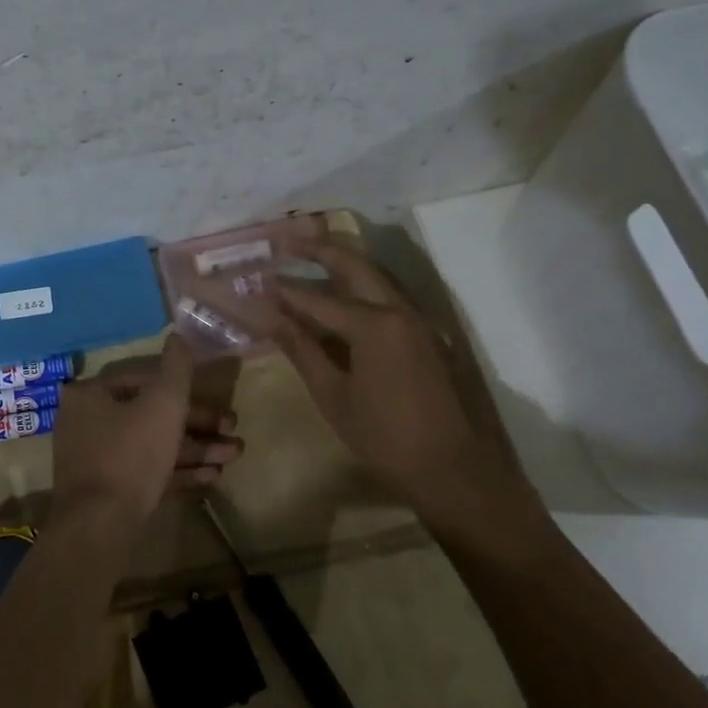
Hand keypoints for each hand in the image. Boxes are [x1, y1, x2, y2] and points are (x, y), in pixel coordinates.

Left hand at [49, 335, 243, 532]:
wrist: (99, 529)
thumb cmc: (131, 454)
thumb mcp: (164, 403)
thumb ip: (177, 368)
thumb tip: (179, 335)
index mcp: (92, 395)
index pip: (145, 381)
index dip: (186, 391)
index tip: (218, 403)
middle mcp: (87, 423)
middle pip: (151, 415)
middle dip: (198, 425)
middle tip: (233, 433)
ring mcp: (96, 460)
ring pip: (154, 445)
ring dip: (196, 449)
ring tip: (234, 456)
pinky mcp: (108, 492)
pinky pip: (147, 472)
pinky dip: (178, 471)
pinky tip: (213, 476)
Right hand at [260, 240, 544, 546]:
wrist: (450, 467)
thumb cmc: (383, 435)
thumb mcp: (333, 394)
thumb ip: (301, 348)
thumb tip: (270, 316)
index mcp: (373, 324)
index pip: (317, 298)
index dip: (285, 290)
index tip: (257, 279)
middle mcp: (397, 310)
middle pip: (354, 265)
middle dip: (319, 249)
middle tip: (287, 240)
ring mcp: (415, 319)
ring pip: (374, 275)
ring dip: (342, 261)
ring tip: (310, 254)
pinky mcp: (422, 333)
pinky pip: (386, 295)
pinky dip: (360, 283)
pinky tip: (341, 292)